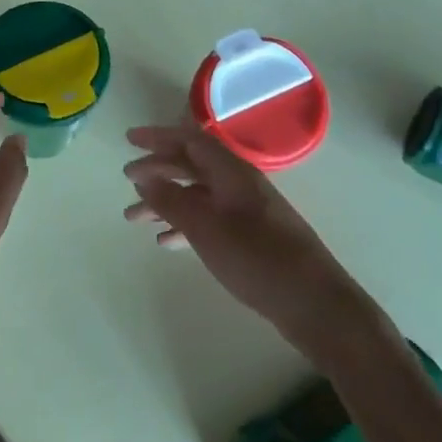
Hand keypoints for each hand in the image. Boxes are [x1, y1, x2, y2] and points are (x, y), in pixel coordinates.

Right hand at [123, 125, 353, 338]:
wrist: (315, 304)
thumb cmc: (258, 260)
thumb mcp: (206, 229)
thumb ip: (172, 200)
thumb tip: (144, 177)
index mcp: (232, 173)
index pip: (190, 141)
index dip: (158, 136)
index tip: (129, 139)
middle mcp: (239, 185)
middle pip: (192, 165)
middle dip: (157, 169)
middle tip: (126, 179)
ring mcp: (247, 212)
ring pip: (197, 195)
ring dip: (165, 201)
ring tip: (134, 218)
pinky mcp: (251, 237)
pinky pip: (208, 219)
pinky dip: (184, 225)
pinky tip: (165, 241)